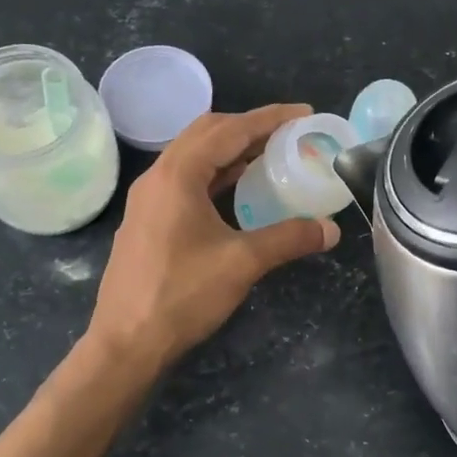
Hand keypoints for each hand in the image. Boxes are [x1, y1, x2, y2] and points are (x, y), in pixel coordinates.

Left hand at [88, 104, 339, 371]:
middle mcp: (158, 176)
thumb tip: (330, 229)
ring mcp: (148, 198)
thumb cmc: (182, 295)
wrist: (126, 342)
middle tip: (287, 133)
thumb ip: (289, 238)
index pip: (230, 130)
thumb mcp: (242, 263)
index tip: (303, 113)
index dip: (269, 118)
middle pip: (206, 132)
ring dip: (230, 149)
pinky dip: (215, 173)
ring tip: (268, 155)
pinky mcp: (147, 219)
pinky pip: (185, 179)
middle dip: (248, 126)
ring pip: (193, 156)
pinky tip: (237, 189)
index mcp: (178, 175)